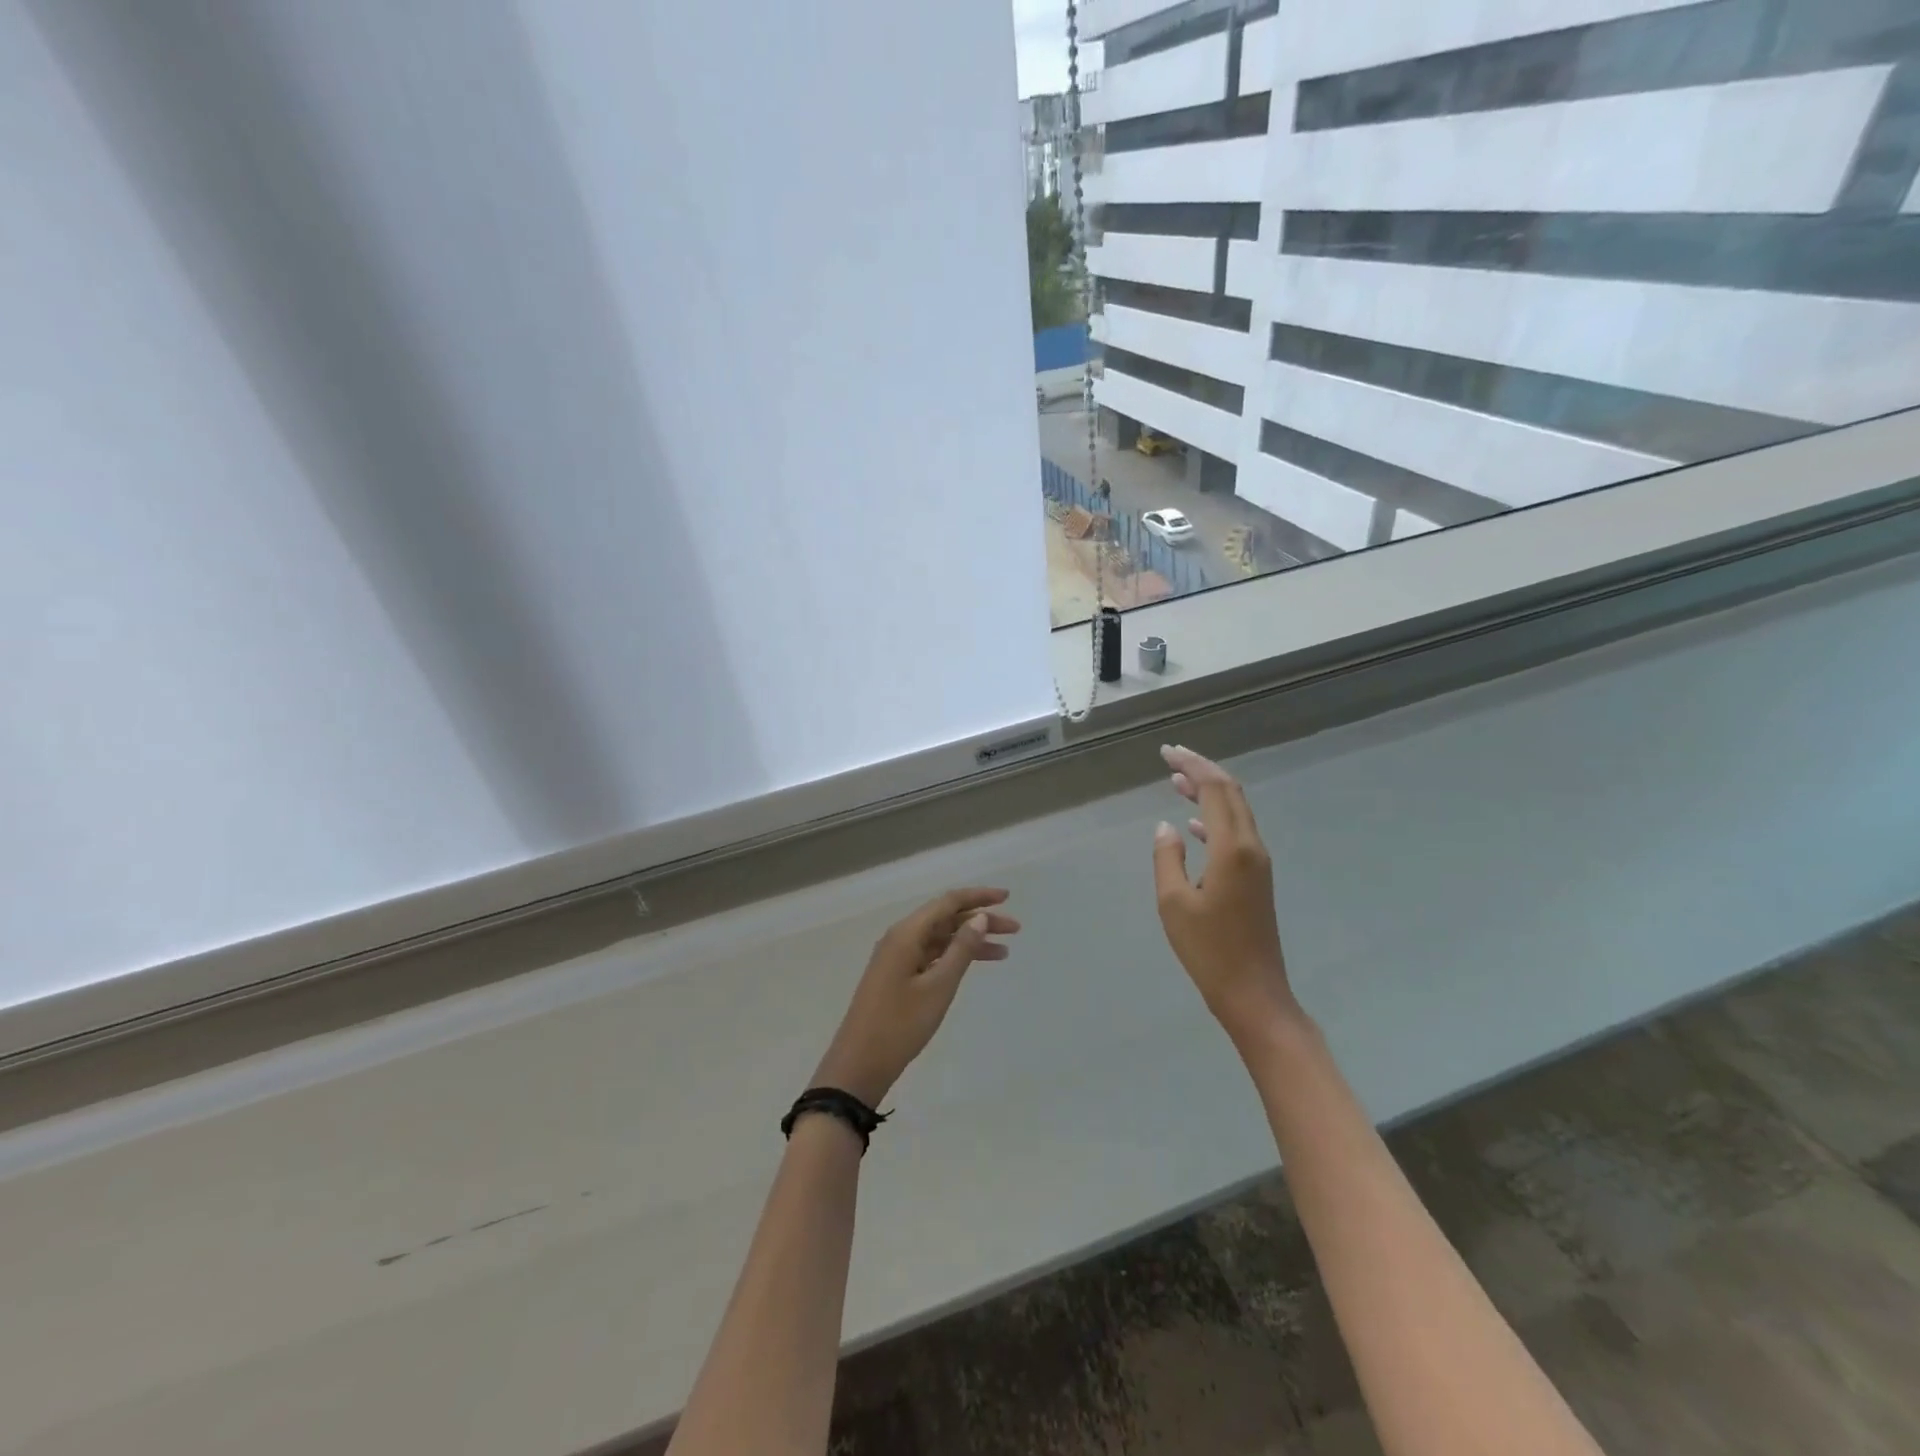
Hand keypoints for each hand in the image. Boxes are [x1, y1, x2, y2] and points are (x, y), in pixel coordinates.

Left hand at [811, 888, 1019, 1105]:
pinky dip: (954, 957)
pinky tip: (974, 964)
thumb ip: (961, 950)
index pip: (948, 902)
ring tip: (1004, 951)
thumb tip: (980, 917)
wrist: (859, 1064)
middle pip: (945, 918)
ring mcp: (897, 957)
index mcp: (907, 933)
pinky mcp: (897, 976)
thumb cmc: (900, 1024)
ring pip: (940, 938)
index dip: (979, 897)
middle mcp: (901, 938)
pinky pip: (931, 955)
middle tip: (1014, 929)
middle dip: (980, 920)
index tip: (1007, 897)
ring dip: (970, 940)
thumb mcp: (938, 987)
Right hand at [1151, 745, 1299, 1044]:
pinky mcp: (1256, 878)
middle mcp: (1251, 847)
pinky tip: (1193, 823)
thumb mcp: (1173, 903)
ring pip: (1235, 812)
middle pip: (1231, 793)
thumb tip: (1166, 827)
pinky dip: (1214, 818)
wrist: (1253, 993)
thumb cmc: (1209, 950)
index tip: (1166, 752)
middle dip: (1202, 770)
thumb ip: (1167, 858)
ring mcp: (1257, 863)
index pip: (1215, 789)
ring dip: (1208, 792)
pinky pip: (1235, 833)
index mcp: (1232, 849)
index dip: (1192, 766)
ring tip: (1176, 781)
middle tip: (1171, 758)